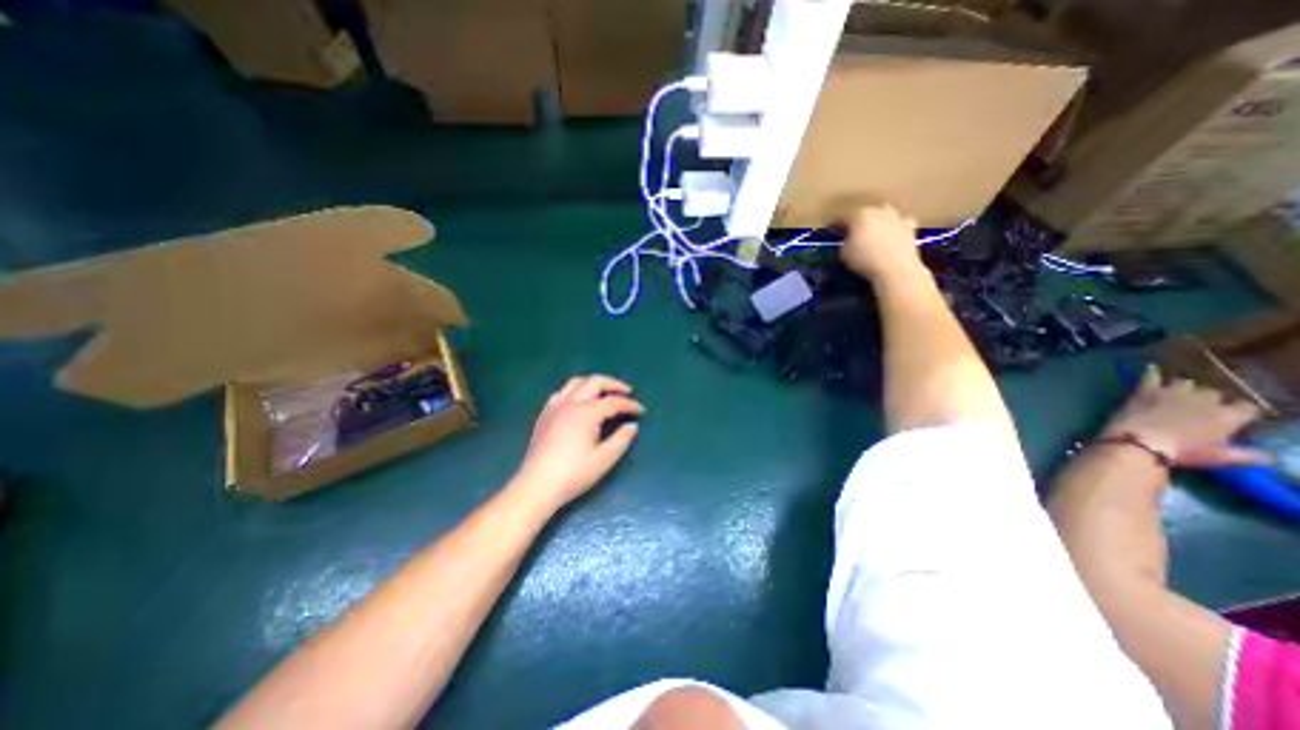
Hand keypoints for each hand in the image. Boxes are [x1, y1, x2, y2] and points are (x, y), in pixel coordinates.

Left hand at [513, 376, 645, 507]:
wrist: (537, 485)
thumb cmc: (574, 474)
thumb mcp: (604, 459)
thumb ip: (621, 440)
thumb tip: (632, 426)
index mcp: (586, 413)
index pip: (613, 402)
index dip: (630, 405)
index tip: (641, 411)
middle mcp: (571, 403)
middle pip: (595, 382)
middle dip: (614, 384)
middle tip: (627, 391)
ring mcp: (555, 407)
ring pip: (576, 382)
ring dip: (593, 383)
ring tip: (604, 391)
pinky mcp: (545, 415)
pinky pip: (562, 392)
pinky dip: (575, 390)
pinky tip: (578, 401)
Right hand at [843, 202, 921, 279]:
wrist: (896, 268)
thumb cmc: (864, 259)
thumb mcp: (843, 253)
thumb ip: (844, 242)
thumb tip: (848, 240)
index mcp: (859, 214)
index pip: (843, 218)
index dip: (836, 226)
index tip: (832, 233)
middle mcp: (879, 210)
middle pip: (865, 213)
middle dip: (858, 222)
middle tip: (853, 233)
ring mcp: (897, 217)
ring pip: (884, 216)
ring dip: (878, 222)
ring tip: (873, 234)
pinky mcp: (910, 227)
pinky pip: (900, 224)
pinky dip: (895, 228)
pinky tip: (892, 237)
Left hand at [1096, 365, 1270, 465]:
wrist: (1140, 441)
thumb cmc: (1182, 452)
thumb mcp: (1220, 458)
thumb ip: (1247, 455)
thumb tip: (1270, 457)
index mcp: (1228, 416)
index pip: (1246, 407)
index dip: (1240, 410)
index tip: (1234, 415)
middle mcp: (1205, 399)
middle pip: (1212, 393)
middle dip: (1208, 399)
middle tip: (1198, 408)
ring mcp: (1174, 392)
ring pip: (1185, 383)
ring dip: (1184, 388)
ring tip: (1178, 393)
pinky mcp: (1147, 390)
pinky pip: (1151, 376)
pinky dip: (1152, 372)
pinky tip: (1151, 367)